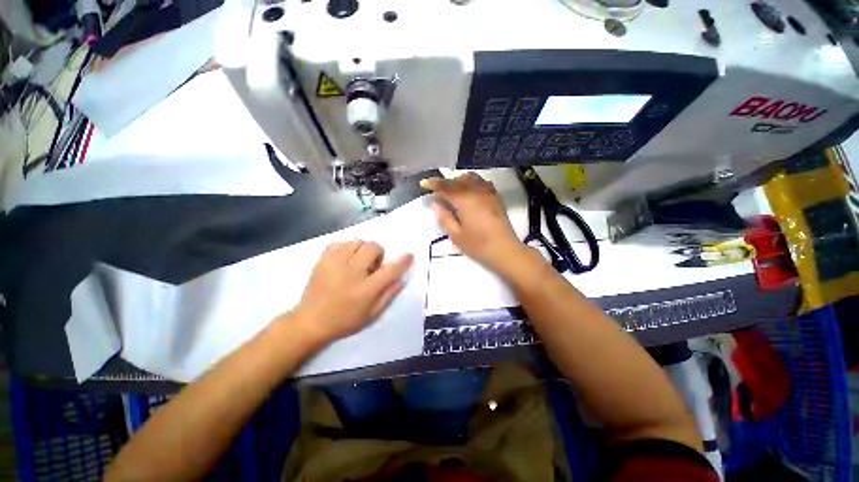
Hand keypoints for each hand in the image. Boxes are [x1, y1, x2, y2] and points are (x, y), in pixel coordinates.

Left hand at [289, 241, 412, 343]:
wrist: (310, 322)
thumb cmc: (345, 321)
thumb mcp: (372, 314)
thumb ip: (388, 295)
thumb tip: (401, 280)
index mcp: (366, 290)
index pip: (390, 270)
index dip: (403, 261)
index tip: (409, 255)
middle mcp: (352, 273)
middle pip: (373, 247)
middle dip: (378, 253)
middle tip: (372, 266)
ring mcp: (335, 264)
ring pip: (357, 241)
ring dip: (362, 249)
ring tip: (357, 262)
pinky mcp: (322, 260)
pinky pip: (339, 242)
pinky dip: (346, 247)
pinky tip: (344, 259)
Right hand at [421, 173, 525, 271]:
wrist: (505, 250)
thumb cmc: (478, 245)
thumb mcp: (456, 235)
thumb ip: (445, 217)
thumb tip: (436, 203)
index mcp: (466, 201)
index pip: (446, 187)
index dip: (434, 184)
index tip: (423, 183)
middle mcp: (477, 192)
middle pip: (458, 180)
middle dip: (446, 183)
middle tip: (438, 192)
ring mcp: (489, 193)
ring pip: (471, 178)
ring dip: (459, 181)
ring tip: (453, 192)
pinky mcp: (496, 197)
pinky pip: (481, 182)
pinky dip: (471, 183)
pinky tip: (469, 193)